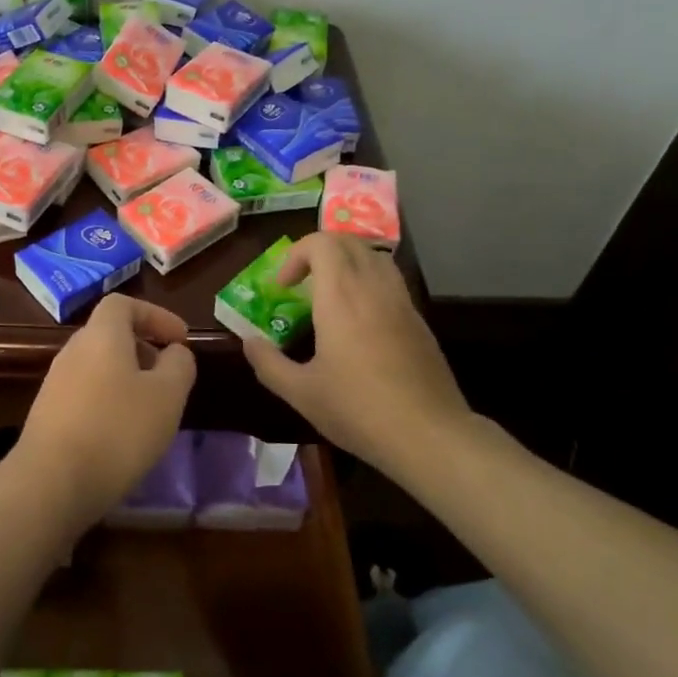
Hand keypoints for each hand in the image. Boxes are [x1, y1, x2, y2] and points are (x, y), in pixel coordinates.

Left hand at [15, 295, 195, 524]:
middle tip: (168, 375)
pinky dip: (108, 401)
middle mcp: (73, 350)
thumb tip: (175, 352)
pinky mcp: (47, 414)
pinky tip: (122, 434)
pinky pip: (85, 393)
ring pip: (98, 366)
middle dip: (143, 348)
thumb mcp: (167, 396)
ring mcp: (55, 382)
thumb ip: (179, 365)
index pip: (124, 304)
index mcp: (102, 335)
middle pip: (110, 334)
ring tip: (150, 409)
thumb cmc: (117, 430)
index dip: (155, 315)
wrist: (51, 482)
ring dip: (126, 377)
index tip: (180, 339)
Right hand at [243, 234, 470, 465]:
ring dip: (347, 262)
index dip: (296, 254)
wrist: (429, 435)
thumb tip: (249, 342)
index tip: (283, 286)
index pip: (321, 243)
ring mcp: (401, 301)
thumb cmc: (358, 409)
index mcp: (341, 296)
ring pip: (374, 256)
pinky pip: (391, 281)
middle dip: (319, 251)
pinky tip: (361, 320)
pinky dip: (369, 282)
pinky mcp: (419, 320)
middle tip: (302, 282)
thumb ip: (269, 363)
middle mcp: (373, 287)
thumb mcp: (301, 393)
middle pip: (348, 241)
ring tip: (331, 293)